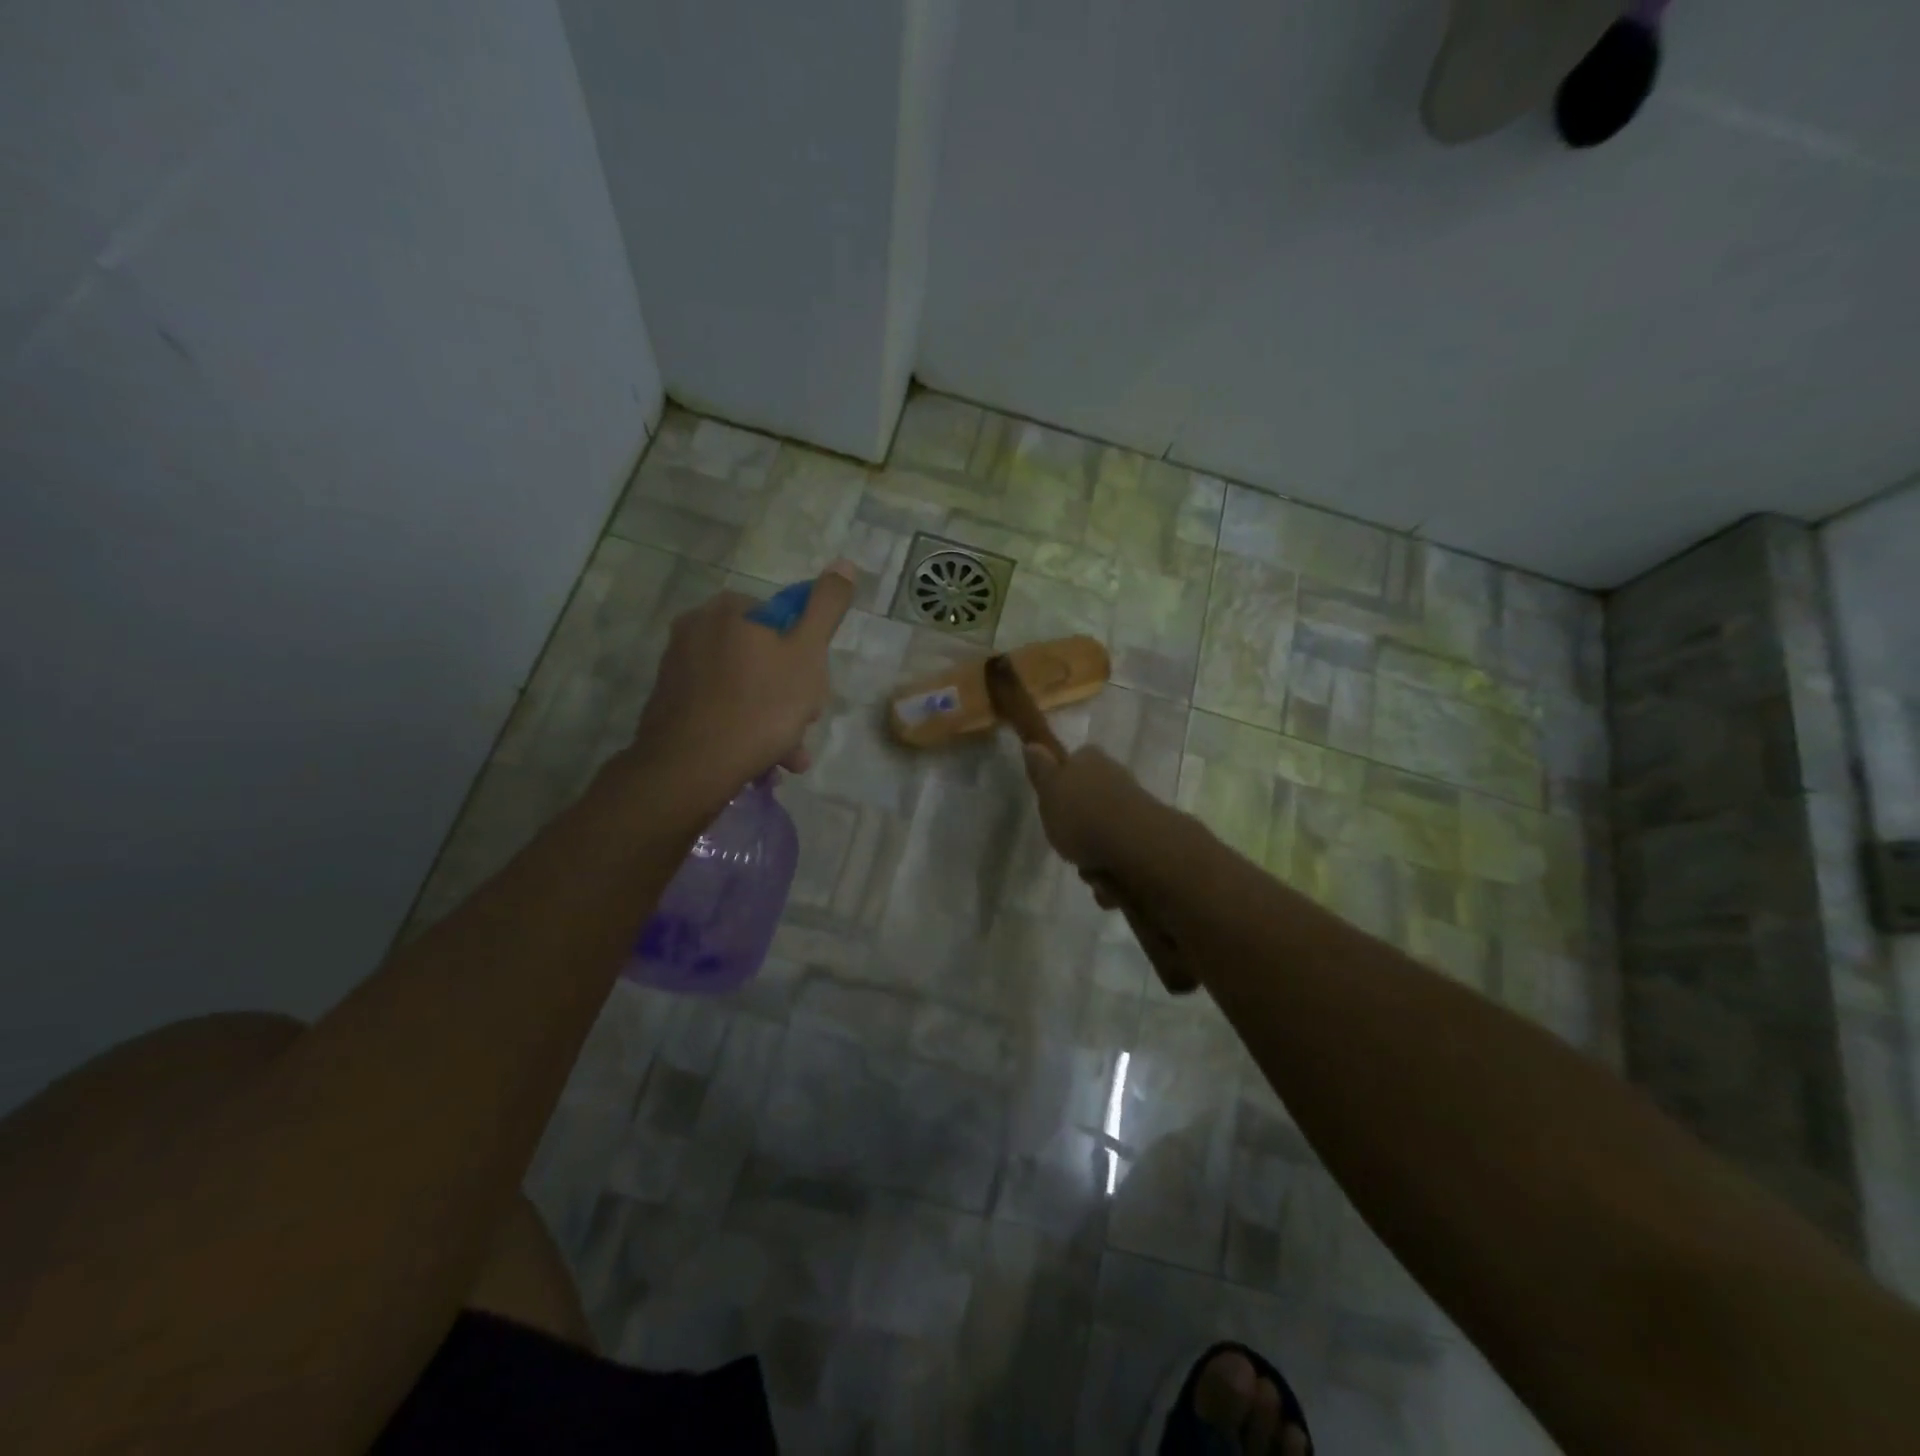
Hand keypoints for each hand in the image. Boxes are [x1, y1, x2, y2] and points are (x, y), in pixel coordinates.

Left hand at [632, 562, 854, 799]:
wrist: (691, 767)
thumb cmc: (760, 705)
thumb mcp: (808, 653)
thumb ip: (826, 607)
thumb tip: (845, 564)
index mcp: (728, 609)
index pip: (783, 620)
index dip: (806, 655)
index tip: (815, 690)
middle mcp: (695, 628)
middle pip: (763, 656)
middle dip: (790, 693)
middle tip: (803, 724)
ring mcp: (677, 667)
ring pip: (743, 686)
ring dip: (773, 718)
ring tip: (788, 755)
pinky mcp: (669, 703)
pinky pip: (720, 707)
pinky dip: (743, 727)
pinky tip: (762, 759)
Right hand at [1023, 742, 1198, 993]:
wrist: (1135, 847)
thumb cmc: (1082, 815)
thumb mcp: (1049, 791)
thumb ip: (1041, 770)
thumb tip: (1033, 744)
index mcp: (1092, 761)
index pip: (1076, 761)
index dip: (1064, 782)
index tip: (1053, 803)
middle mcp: (1117, 780)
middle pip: (1091, 803)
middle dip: (1079, 830)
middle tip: (1067, 845)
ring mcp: (1137, 810)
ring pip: (1106, 835)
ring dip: (1095, 859)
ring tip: (1091, 872)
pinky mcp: (1150, 842)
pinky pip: (1123, 861)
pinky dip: (1115, 876)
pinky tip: (1109, 886)